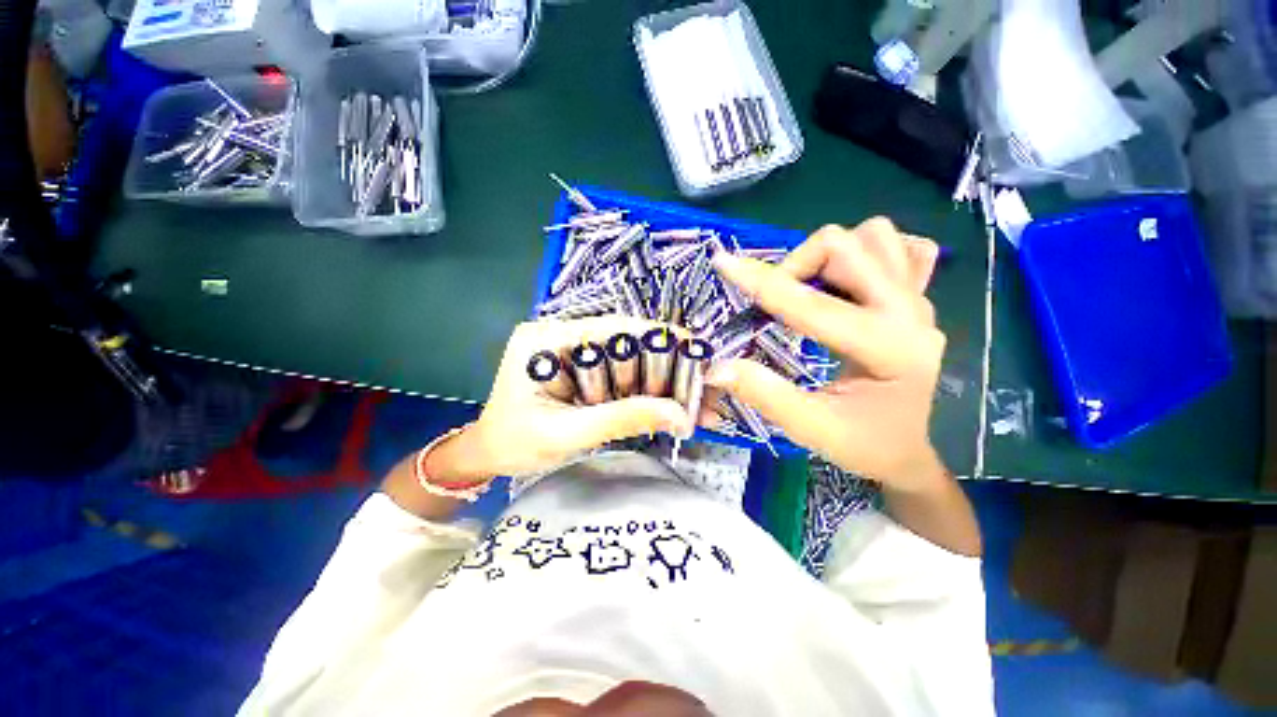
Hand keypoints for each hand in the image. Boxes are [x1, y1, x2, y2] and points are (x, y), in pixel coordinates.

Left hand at [459, 317, 693, 478]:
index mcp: (547, 339)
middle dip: (666, 367)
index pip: (612, 327)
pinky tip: (671, 407)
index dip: (656, 337)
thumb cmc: (514, 444)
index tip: (695, 349)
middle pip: (626, 344)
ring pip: (628, 362)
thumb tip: (679, 415)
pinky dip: (645, 393)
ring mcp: (573, 352)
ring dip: (661, 383)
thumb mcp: (566, 433)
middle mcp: (562, 336)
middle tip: (700, 388)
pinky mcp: (582, 371)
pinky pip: (620, 377)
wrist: (488, 456)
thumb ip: (622, 419)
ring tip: (694, 404)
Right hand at [706, 219, 946, 491]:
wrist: (905, 449)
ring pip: (873, 237)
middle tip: (773, 300)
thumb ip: (764, 394)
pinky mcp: (917, 296)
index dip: (761, 283)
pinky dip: (864, 252)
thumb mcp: (810, 428)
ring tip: (808, 289)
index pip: (812, 305)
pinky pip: (896, 247)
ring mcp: (919, 298)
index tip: (724, 263)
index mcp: (888, 349)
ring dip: (829, 256)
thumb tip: (716, 367)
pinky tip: (847, 280)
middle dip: (795, 266)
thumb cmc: (862, 444)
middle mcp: (910, 312)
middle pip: (847, 247)